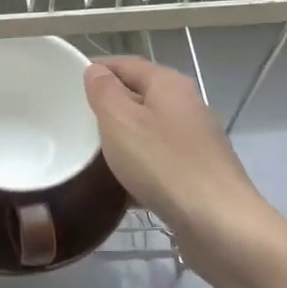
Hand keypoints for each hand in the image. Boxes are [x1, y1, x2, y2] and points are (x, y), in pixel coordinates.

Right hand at [83, 56, 275, 272]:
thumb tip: (96, 71)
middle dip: (108, 106)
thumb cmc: (163, 164)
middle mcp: (187, 105)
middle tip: (76, 121)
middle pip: (140, 95)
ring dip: (123, 138)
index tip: (68, 83)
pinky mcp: (199, 172)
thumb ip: (104, 92)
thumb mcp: (120, 121)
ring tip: (92, 154)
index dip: (97, 69)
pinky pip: (160, 159)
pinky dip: (139, 166)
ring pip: (149, 130)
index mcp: (169, 84)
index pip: (126, 64)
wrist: (219, 223)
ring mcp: (197, 140)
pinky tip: (121, 186)